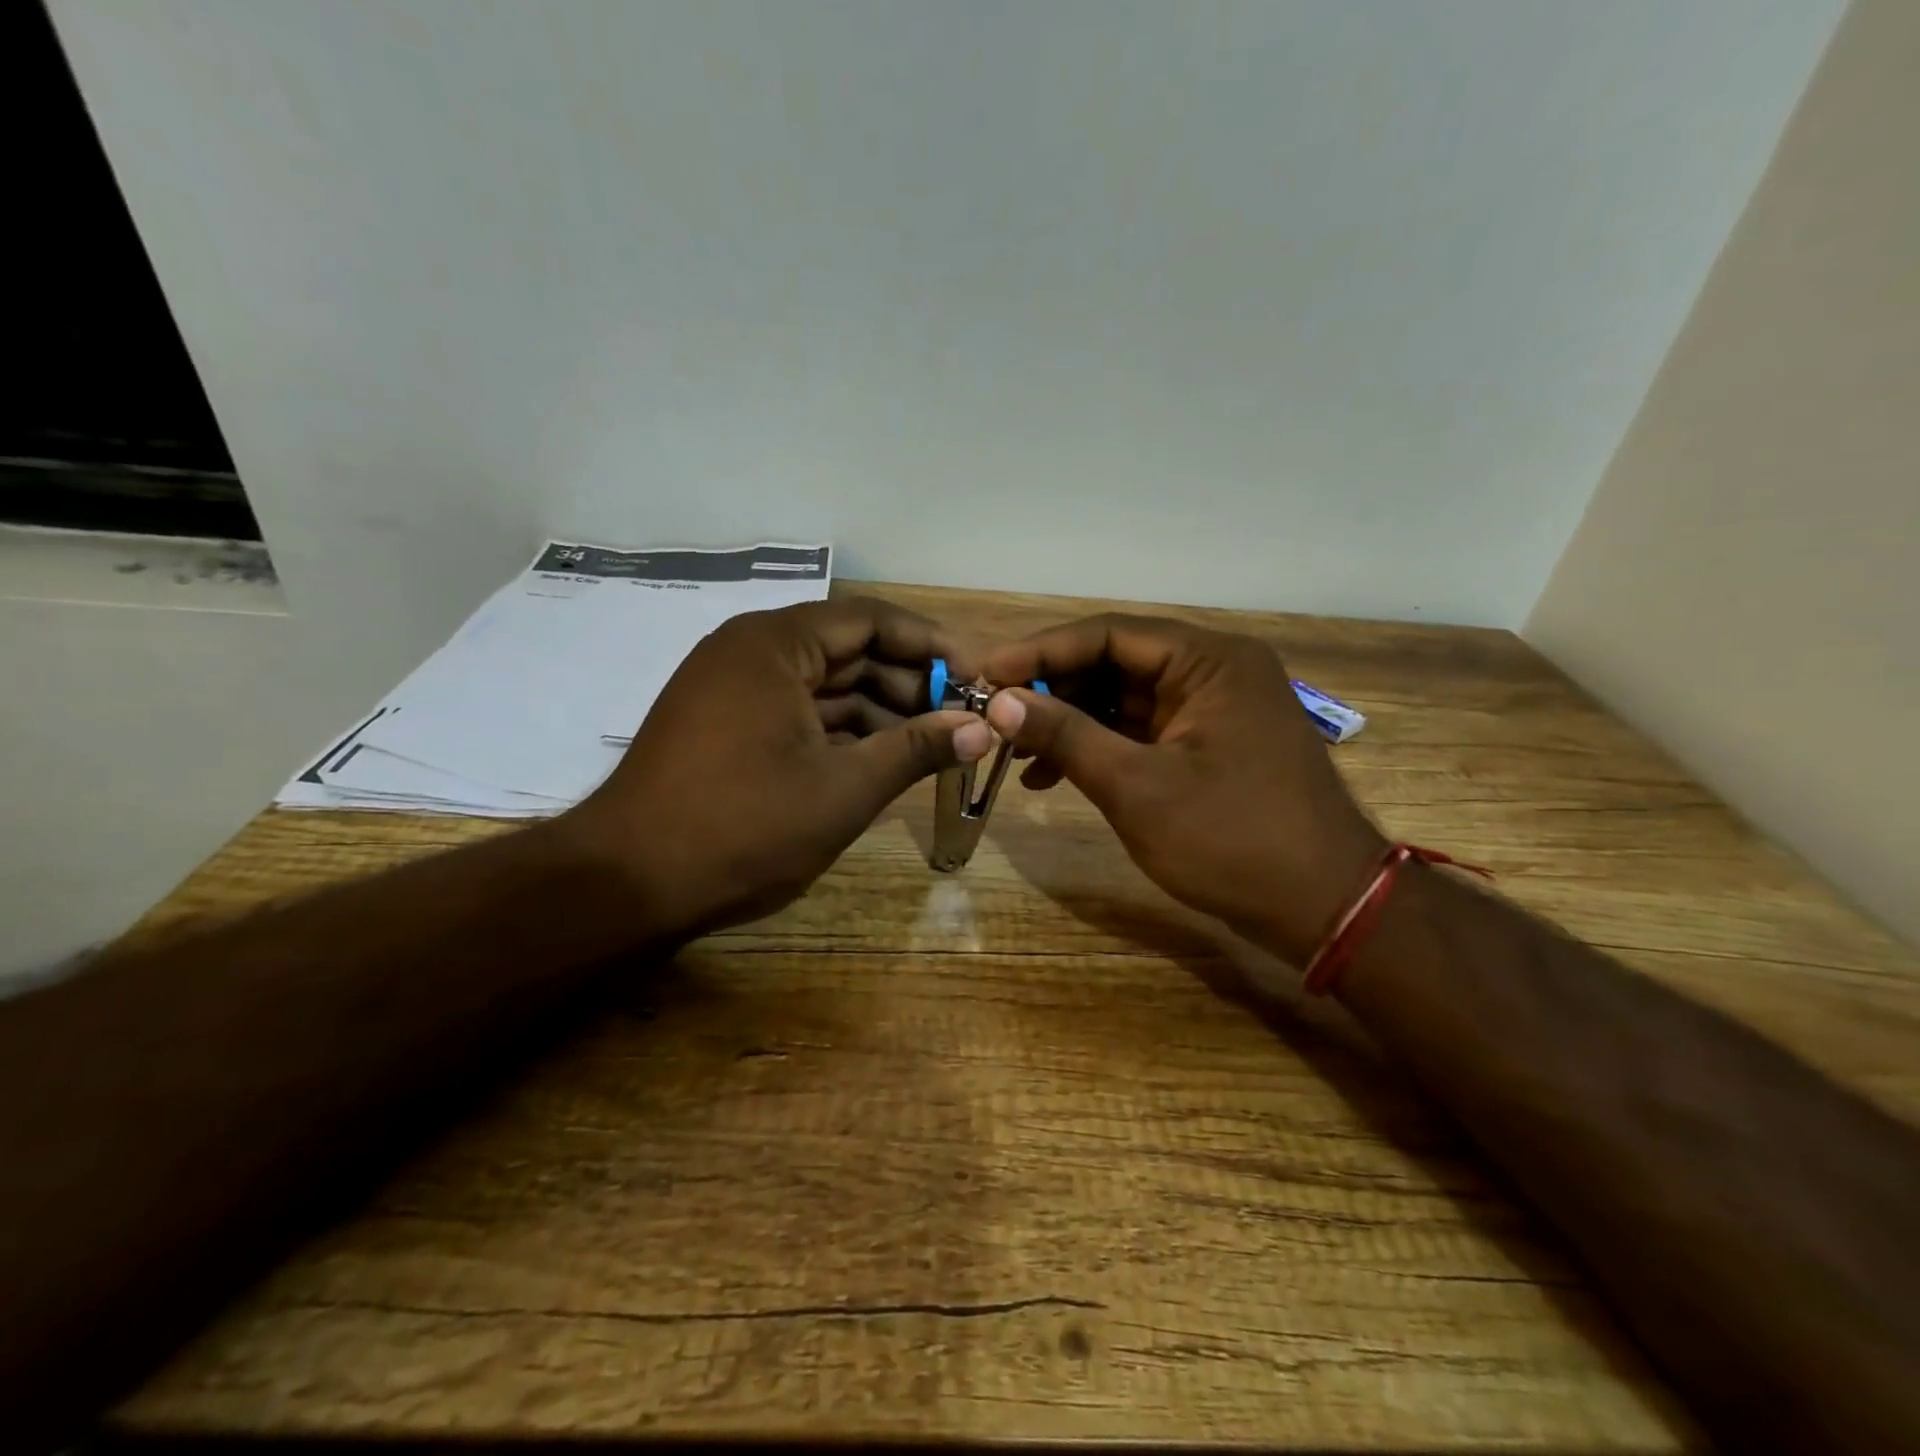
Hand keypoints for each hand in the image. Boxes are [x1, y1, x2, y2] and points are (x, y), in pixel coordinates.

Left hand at [563, 596, 990, 939]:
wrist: (628, 884)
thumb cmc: (743, 827)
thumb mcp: (843, 789)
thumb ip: (916, 750)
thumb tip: (983, 728)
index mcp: (775, 645)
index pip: (870, 619)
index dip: (931, 644)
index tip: (976, 674)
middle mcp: (751, 652)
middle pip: (849, 651)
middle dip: (910, 684)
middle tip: (964, 717)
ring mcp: (734, 689)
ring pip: (826, 686)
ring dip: (881, 712)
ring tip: (936, 744)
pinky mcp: (727, 726)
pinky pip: (800, 713)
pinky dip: (842, 732)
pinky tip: (885, 759)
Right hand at [982, 615, 1386, 965]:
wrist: (1324, 908)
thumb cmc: (1232, 840)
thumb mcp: (1136, 786)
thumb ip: (1066, 735)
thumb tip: (1000, 702)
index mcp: (1209, 659)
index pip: (1109, 634)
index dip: (1040, 651)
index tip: (985, 675)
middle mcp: (1214, 670)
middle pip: (1115, 663)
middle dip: (1052, 691)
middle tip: (995, 717)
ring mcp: (1214, 709)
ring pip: (1124, 699)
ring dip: (1070, 723)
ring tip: (1014, 754)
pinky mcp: (1209, 744)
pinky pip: (1142, 730)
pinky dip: (1099, 748)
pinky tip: (1053, 775)